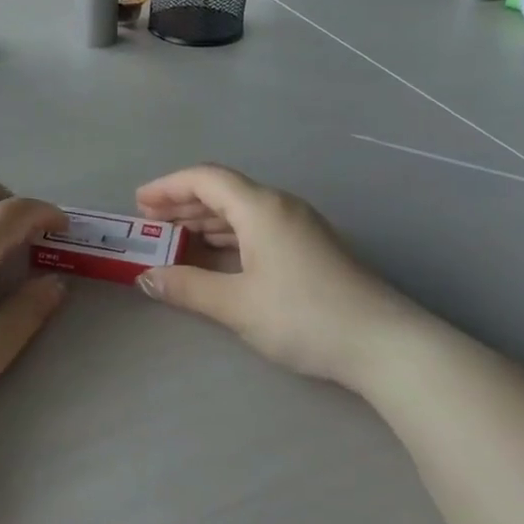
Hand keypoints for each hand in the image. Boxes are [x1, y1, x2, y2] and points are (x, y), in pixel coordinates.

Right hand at [134, 165, 416, 387]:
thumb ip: (187, 287)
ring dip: (206, 220)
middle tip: (150, 222)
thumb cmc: (304, 316)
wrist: (384, 344)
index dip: (168, 186)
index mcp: (261, 208)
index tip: (139, 203)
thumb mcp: (237, 304)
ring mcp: (301, 226)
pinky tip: (217, 255)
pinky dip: (230, 235)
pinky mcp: (312, 248)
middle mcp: (281, 206)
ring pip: (243, 210)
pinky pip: (259, 227)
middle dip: (183, 203)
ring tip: (175, 237)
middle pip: (224, 191)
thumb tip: (146, 277)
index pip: (206, 179)